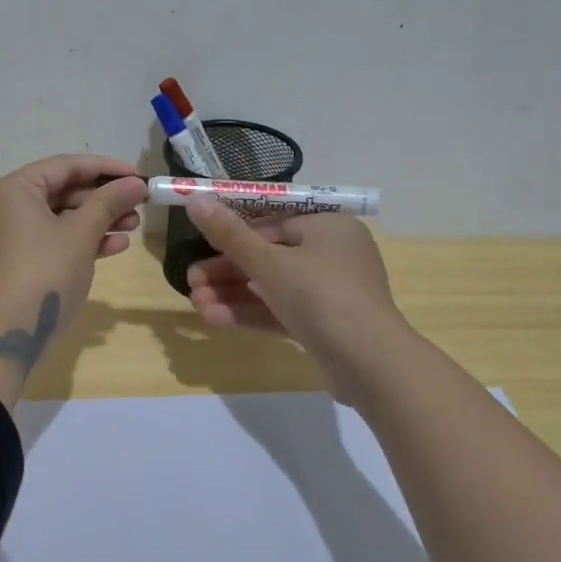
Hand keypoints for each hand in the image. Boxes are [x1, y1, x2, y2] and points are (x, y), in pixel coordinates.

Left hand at [0, 154, 146, 327]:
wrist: (7, 333)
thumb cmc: (44, 272)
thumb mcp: (81, 234)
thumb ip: (109, 203)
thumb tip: (136, 184)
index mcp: (13, 189)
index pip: (65, 166)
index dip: (106, 169)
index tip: (139, 176)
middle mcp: (3, 206)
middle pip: (61, 191)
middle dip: (103, 199)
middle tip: (139, 206)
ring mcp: (6, 235)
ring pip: (58, 218)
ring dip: (96, 221)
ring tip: (133, 227)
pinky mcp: (13, 260)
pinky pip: (49, 240)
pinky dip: (78, 241)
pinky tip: (114, 246)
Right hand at [184, 199, 409, 403]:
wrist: (370, 364)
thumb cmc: (320, 295)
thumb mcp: (268, 262)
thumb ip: (229, 234)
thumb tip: (195, 198)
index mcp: (328, 227)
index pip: (272, 222)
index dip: (233, 233)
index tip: (200, 244)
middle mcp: (332, 254)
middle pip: (268, 256)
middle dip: (226, 271)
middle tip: (190, 282)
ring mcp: (330, 293)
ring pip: (271, 287)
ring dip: (232, 294)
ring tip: (195, 303)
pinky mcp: (324, 326)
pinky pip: (281, 311)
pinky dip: (250, 312)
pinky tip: (215, 319)